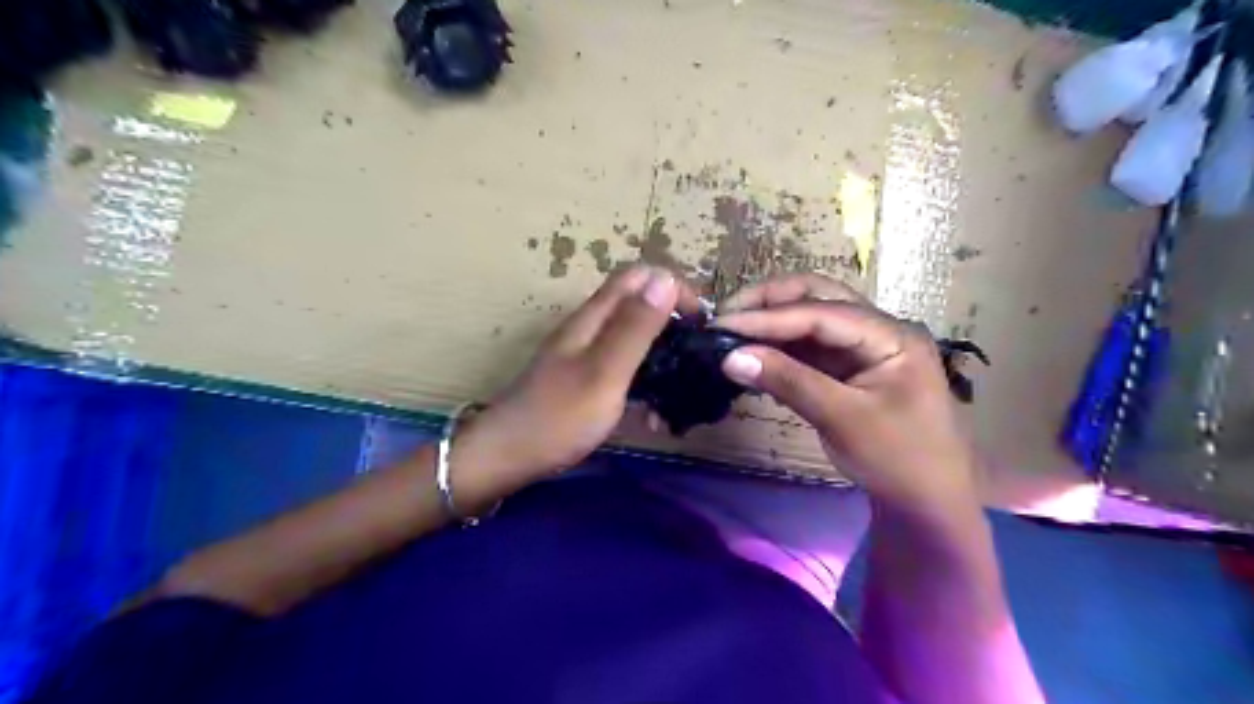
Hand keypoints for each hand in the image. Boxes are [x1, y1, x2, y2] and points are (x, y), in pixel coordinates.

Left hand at [454, 265, 680, 482]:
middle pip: (638, 304)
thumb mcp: (604, 371)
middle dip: (673, 322)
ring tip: (682, 388)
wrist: (507, 456)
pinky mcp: (585, 380)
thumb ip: (635, 327)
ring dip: (661, 355)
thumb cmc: (559, 417)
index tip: (701, 322)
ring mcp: (586, 354)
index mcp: (594, 317)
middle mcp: (590, 328)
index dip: (673, 287)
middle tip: (697, 357)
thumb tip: (665, 278)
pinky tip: (653, 413)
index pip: (639, 276)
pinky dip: (645, 381)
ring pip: (634, 337)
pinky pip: (624, 367)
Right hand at [716, 276, 978, 515]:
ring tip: (730, 332)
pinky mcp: (846, 366)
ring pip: (809, 318)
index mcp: (891, 334)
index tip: (722, 326)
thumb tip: (730, 357)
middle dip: (769, 302)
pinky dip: (778, 346)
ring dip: (770, 321)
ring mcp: (861, 346)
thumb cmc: (899, 459)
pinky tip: (752, 353)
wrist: (930, 499)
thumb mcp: (843, 419)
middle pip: (817, 296)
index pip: (821, 313)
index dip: (769, 317)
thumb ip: (788, 382)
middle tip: (725, 317)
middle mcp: (877, 328)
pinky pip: (807, 346)